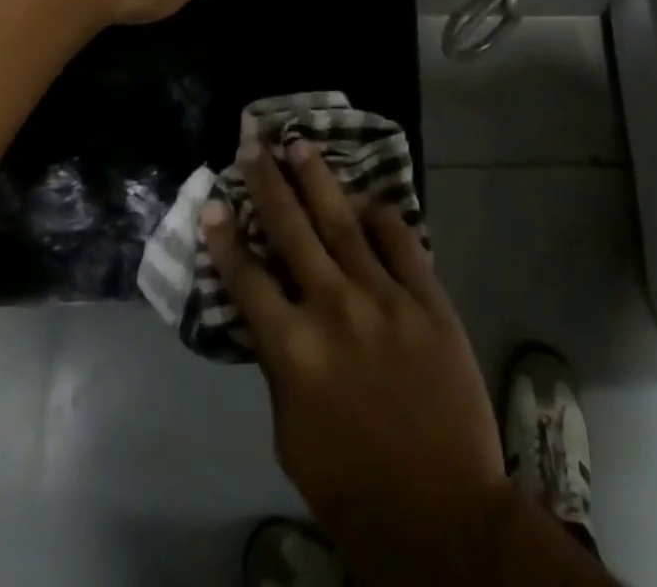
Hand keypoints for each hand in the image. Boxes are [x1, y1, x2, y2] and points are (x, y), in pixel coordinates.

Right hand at [204, 143, 508, 584]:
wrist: (444, 512)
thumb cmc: (355, 487)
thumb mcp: (291, 439)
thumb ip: (280, 370)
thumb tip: (274, 318)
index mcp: (294, 350)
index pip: (247, 280)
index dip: (225, 239)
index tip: (212, 203)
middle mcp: (334, 308)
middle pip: (292, 231)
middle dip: (268, 185)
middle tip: (254, 145)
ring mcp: (384, 297)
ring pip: (344, 222)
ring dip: (318, 180)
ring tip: (299, 146)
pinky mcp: (427, 298)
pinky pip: (401, 241)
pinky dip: (381, 216)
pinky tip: (368, 197)